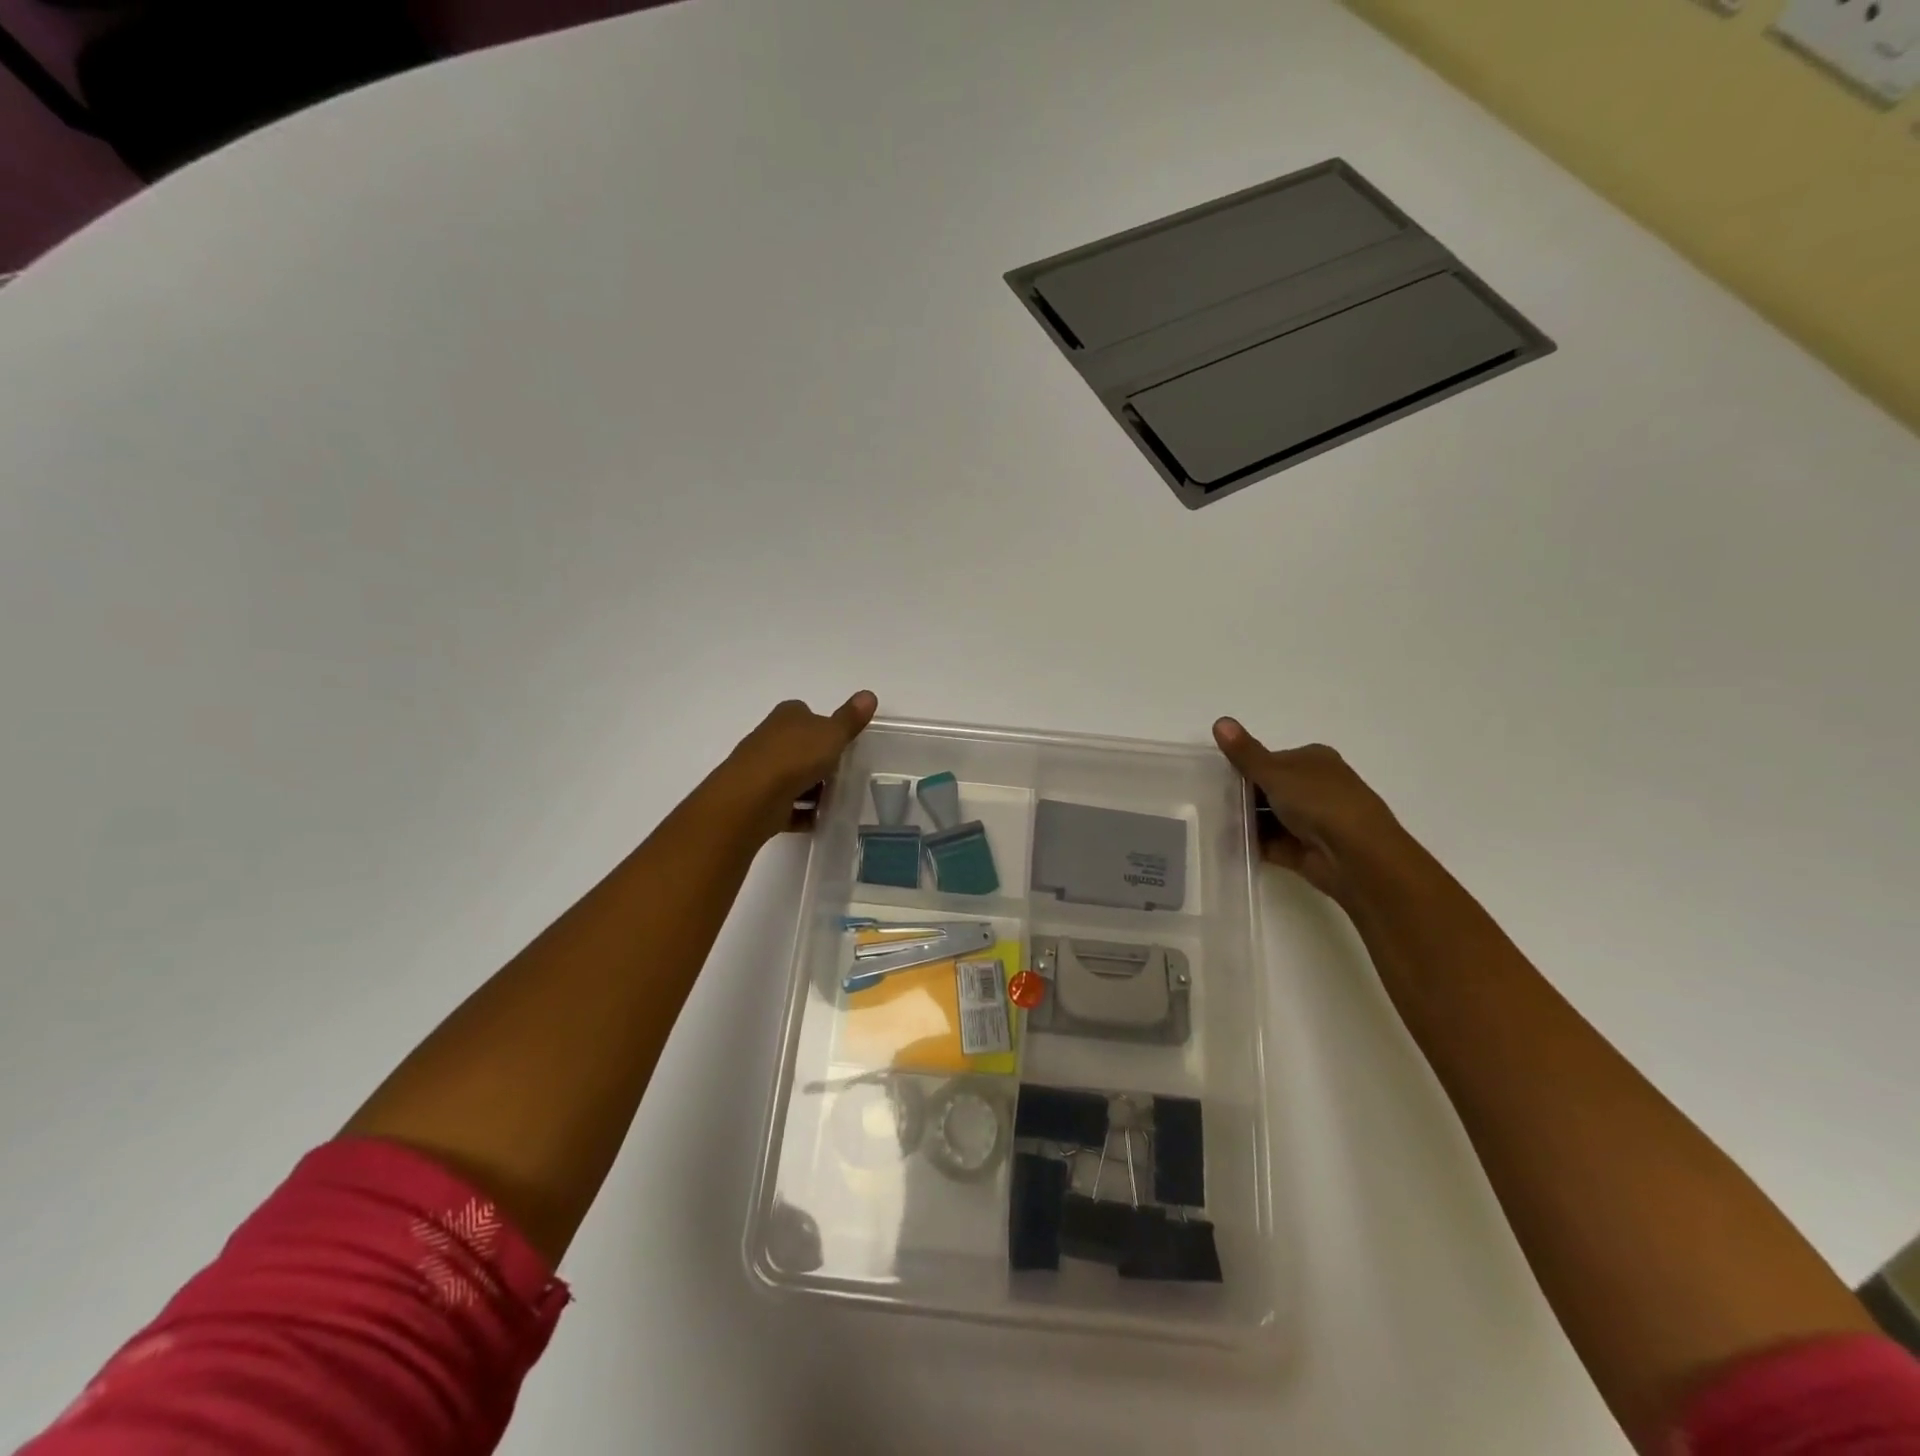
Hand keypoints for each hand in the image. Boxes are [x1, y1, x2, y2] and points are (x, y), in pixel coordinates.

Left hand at [719, 692, 878, 839]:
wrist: (753, 797)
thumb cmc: (796, 757)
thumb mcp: (833, 734)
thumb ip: (850, 718)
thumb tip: (869, 694)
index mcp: (787, 716)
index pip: (808, 714)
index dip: (825, 727)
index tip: (843, 743)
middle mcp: (770, 738)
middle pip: (800, 746)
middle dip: (820, 760)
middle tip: (844, 774)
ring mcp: (762, 769)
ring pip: (793, 776)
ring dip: (812, 788)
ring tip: (836, 800)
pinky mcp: (759, 798)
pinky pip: (787, 805)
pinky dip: (802, 812)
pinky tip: (820, 820)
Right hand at [1212, 718, 1408, 904]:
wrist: (1356, 856)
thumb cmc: (1320, 802)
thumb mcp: (1276, 772)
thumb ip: (1245, 753)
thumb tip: (1219, 721)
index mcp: (1314, 760)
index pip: (1271, 759)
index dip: (1245, 766)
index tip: (1216, 776)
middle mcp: (1315, 787)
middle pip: (1269, 788)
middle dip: (1242, 795)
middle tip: (1208, 800)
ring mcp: (1310, 820)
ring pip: (1268, 816)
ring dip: (1245, 820)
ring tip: (1210, 821)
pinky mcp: (1303, 849)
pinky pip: (1270, 842)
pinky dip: (1251, 842)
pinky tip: (1224, 842)